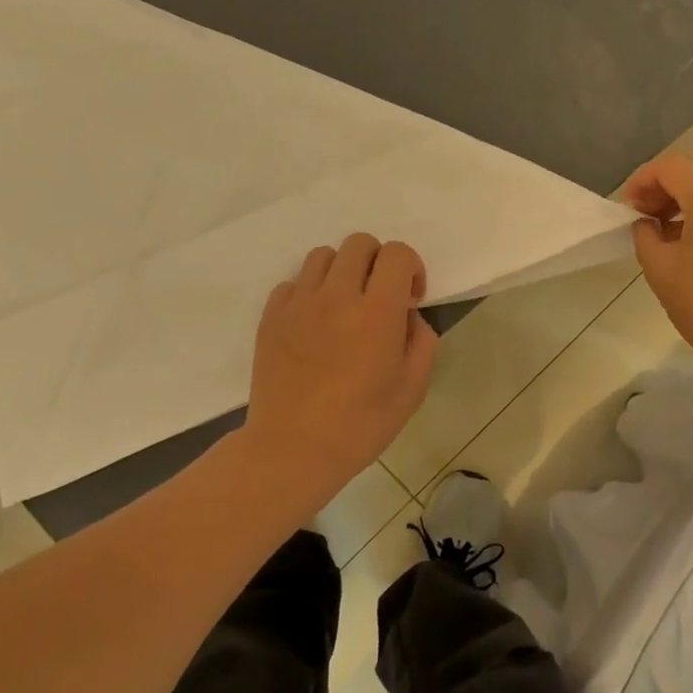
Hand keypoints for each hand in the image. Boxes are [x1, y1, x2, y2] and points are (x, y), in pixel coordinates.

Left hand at [244, 234, 437, 496]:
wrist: (293, 449)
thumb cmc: (361, 424)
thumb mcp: (413, 388)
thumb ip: (421, 341)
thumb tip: (408, 316)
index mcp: (377, 312)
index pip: (396, 253)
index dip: (411, 266)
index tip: (411, 298)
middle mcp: (337, 296)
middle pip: (359, 243)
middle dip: (378, 262)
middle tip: (380, 297)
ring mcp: (299, 304)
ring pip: (323, 256)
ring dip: (343, 271)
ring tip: (346, 305)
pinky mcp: (271, 317)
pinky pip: (293, 282)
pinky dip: (310, 292)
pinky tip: (316, 323)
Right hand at [624, 154, 692, 368]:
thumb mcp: (659, 268)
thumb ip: (644, 234)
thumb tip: (646, 223)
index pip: (671, 167)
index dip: (642, 180)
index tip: (627, 206)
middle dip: (666, 183)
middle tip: (644, 211)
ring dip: (687, 194)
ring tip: (663, 227)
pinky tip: (688, 237)